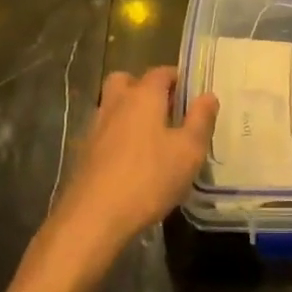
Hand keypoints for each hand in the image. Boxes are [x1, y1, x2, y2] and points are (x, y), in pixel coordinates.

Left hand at [50, 68, 216, 256]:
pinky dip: (117, 138)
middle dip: (144, 88)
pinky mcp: (83, 154)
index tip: (191, 95)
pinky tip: (131, 162)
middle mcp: (116, 104)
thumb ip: (201, 120)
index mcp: (143, 96)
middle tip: (165, 110)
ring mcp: (95, 128)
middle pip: (126, 81)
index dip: (177, 79)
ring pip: (112, 107)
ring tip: (151, 139)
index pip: (161, 72)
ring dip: (128, 113)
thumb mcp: (188, 151)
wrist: (93, 219)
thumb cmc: (149, 178)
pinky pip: (104, 133)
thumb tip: (208, 95)